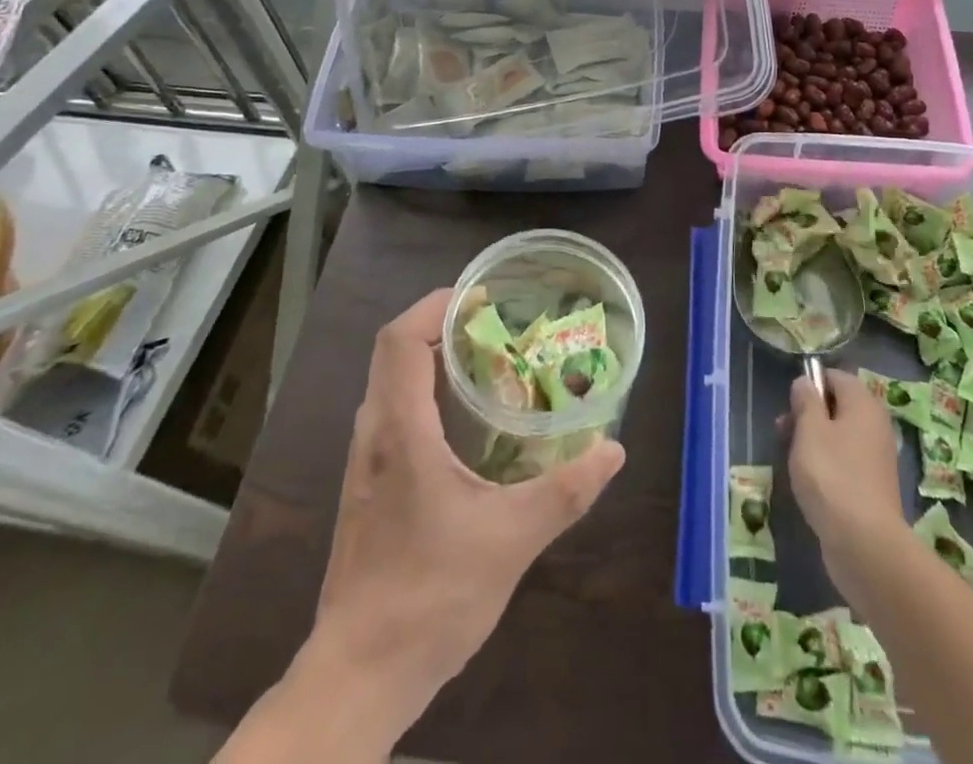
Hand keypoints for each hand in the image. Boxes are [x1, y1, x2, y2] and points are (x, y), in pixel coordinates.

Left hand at [305, 288, 625, 740]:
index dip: (437, 305)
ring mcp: (365, 463)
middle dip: (442, 325)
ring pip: (391, 383)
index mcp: (400, 432)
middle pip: (395, 352)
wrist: (359, 676)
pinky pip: (393, 414)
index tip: (482, 297)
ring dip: (432, 359)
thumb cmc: (430, 597)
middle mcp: (374, 435)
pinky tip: (465, 425)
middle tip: (496, 326)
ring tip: (487, 364)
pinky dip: (425, 394)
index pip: (401, 339)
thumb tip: (613, 450)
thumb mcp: (511, 540)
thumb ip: (565, 492)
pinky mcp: (368, 488)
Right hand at [783, 371, 905, 598]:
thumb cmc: (832, 475)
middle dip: (808, 414)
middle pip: (837, 406)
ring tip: (790, 458)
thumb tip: (805, 382)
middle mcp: (876, 425)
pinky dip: (826, 464)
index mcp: (864, 404)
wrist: (864, 543)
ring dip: (813, 440)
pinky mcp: (872, 486)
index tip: (789, 404)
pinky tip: (809, 481)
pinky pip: (845, 461)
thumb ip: (805, 400)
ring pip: (839, 435)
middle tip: (782, 431)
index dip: (810, 384)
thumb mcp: (809, 429)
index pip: (836, 377)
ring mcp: (876, 458)